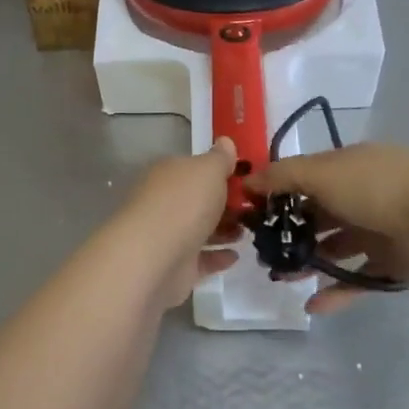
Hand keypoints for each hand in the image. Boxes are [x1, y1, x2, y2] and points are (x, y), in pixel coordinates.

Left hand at [114, 139, 242, 309]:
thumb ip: (220, 158)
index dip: (220, 172)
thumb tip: (225, 141)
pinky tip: (236, 256)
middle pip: (199, 200)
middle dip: (225, 203)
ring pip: (200, 230)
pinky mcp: (175, 267)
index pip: (195, 169)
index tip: (247, 179)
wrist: (155, 257)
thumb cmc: (184, 204)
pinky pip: (201, 260)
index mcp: (169, 174)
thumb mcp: (208, 170)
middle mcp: (165, 202)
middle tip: (254, 208)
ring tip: (249, 231)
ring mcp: (168, 236)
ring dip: (224, 230)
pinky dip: (218, 257)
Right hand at [244, 143, 408, 313]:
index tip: (250, 215)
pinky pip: (358, 280)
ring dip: (308, 262)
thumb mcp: (321, 173)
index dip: (277, 195)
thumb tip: (247, 181)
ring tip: (281, 278)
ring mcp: (378, 232)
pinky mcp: (392, 265)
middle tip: (262, 253)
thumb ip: (282, 177)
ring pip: (334, 249)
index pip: (303, 180)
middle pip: (317, 216)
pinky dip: (336, 293)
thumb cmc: (376, 187)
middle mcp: (360, 197)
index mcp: (345, 169)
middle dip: (289, 233)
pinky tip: (312, 305)